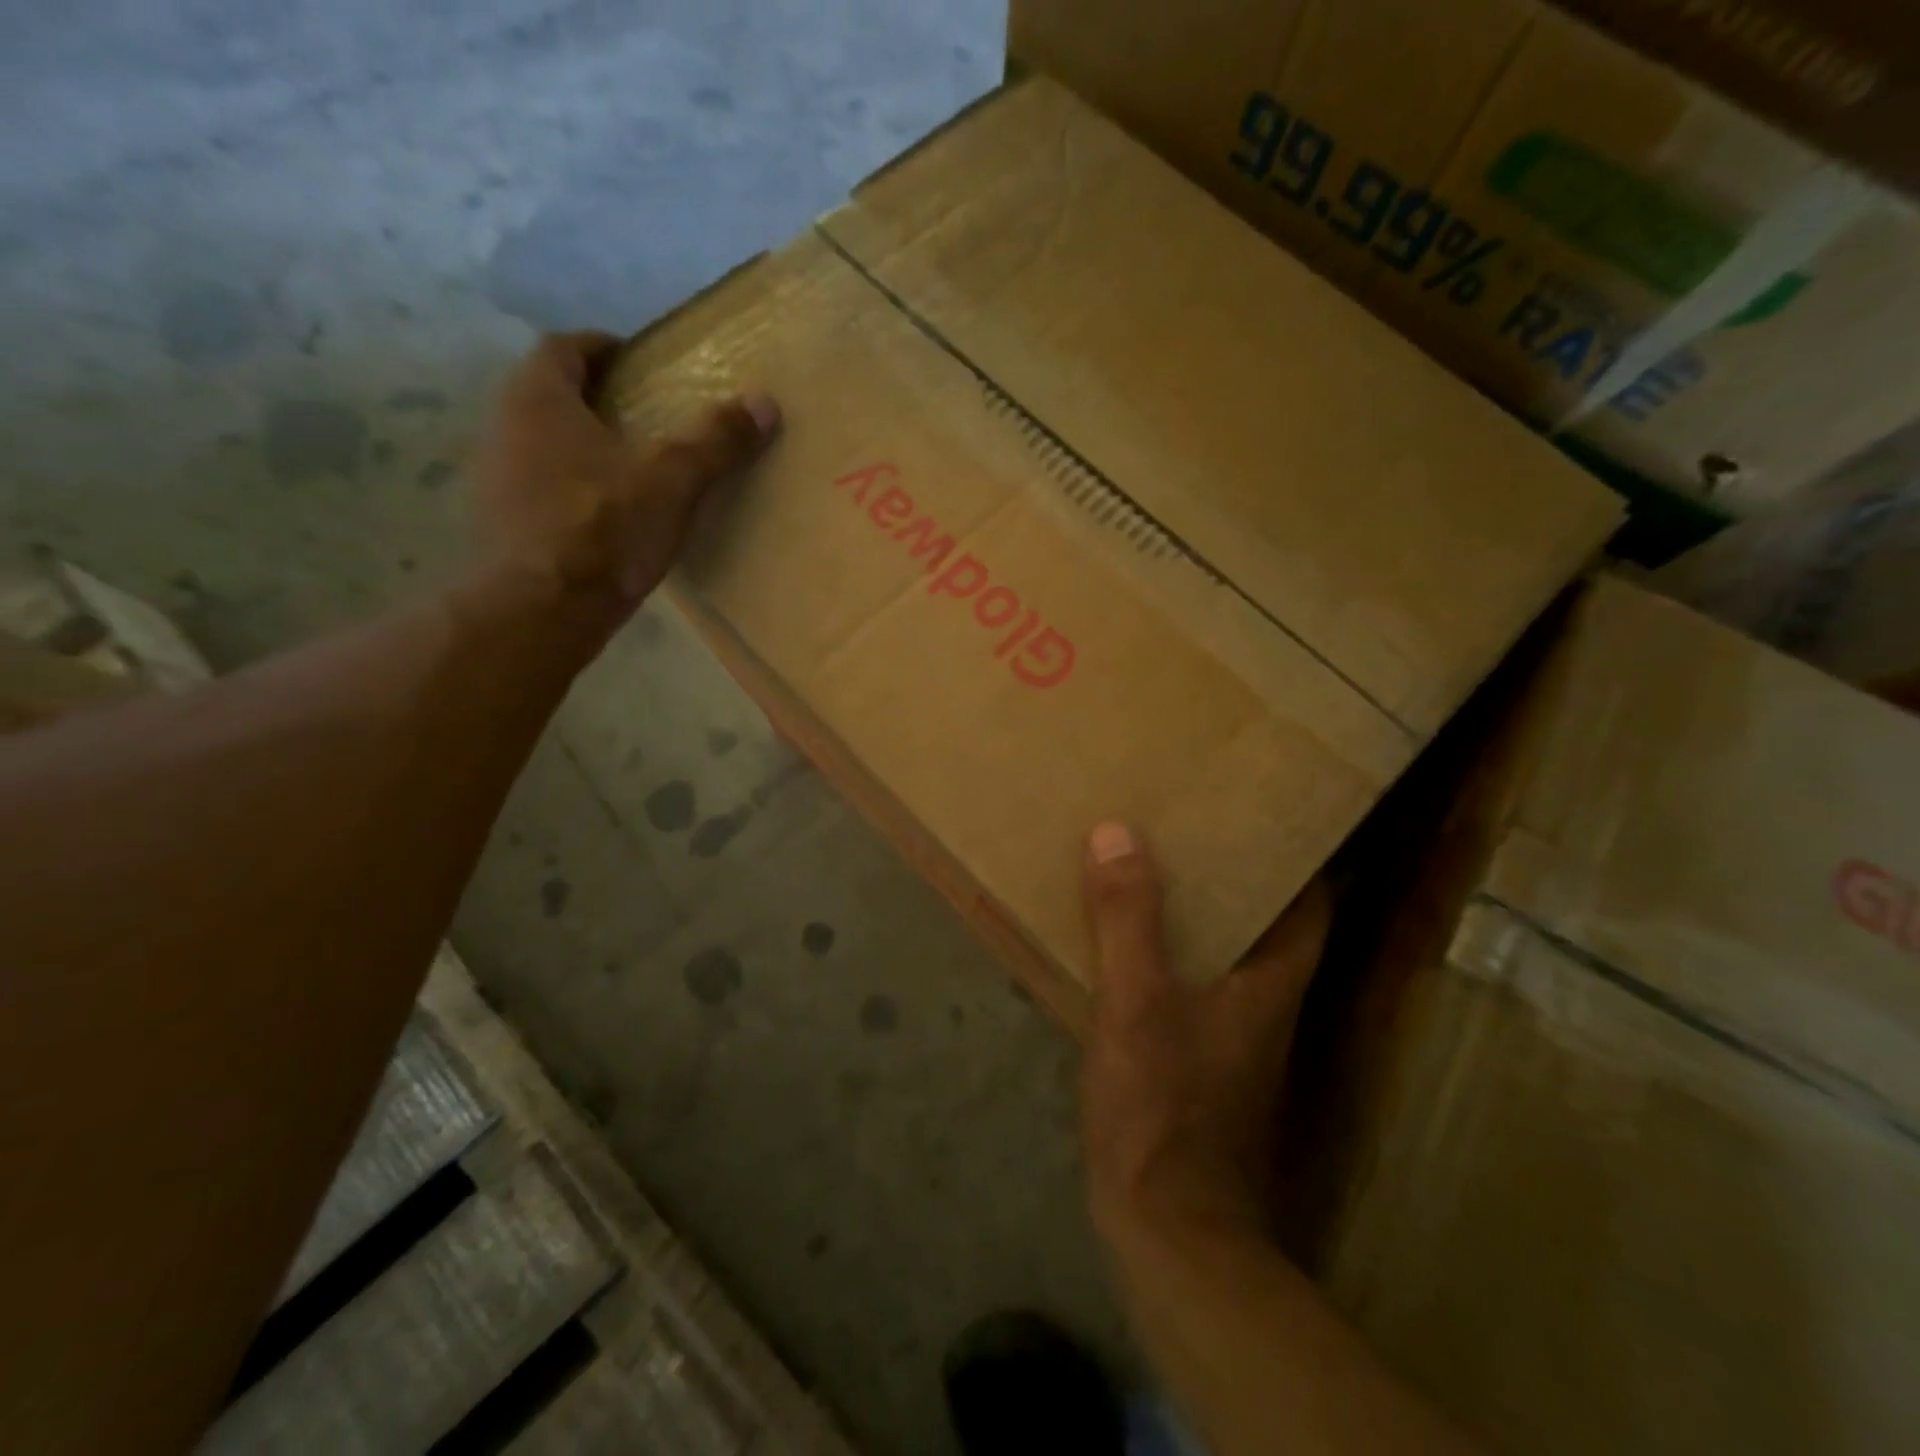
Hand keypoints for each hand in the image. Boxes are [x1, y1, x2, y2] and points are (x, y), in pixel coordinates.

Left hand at [471, 331, 779, 617]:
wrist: (541, 609)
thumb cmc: (604, 529)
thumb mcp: (672, 483)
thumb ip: (715, 442)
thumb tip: (765, 403)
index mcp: (540, 399)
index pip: (563, 348)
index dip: (600, 347)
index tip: (634, 359)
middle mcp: (503, 425)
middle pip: (547, 394)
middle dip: (591, 398)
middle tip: (639, 414)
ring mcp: (493, 476)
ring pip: (537, 442)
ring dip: (575, 444)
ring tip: (625, 467)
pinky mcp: (498, 522)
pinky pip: (535, 485)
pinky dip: (565, 486)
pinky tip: (600, 516)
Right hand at [1079, 821, 1330, 1239]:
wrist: (1167, 1232)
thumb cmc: (1163, 1110)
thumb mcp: (1136, 1004)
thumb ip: (1127, 920)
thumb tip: (1117, 831)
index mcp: (1271, 983)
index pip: (1311, 904)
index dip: (1296, 856)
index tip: (1262, 811)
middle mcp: (1264, 1006)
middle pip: (1265, 923)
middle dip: (1233, 875)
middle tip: (1190, 826)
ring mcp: (1232, 1039)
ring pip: (1223, 955)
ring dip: (1196, 913)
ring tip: (1150, 867)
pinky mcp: (1197, 1064)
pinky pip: (1188, 986)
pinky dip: (1166, 955)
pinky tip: (1123, 943)